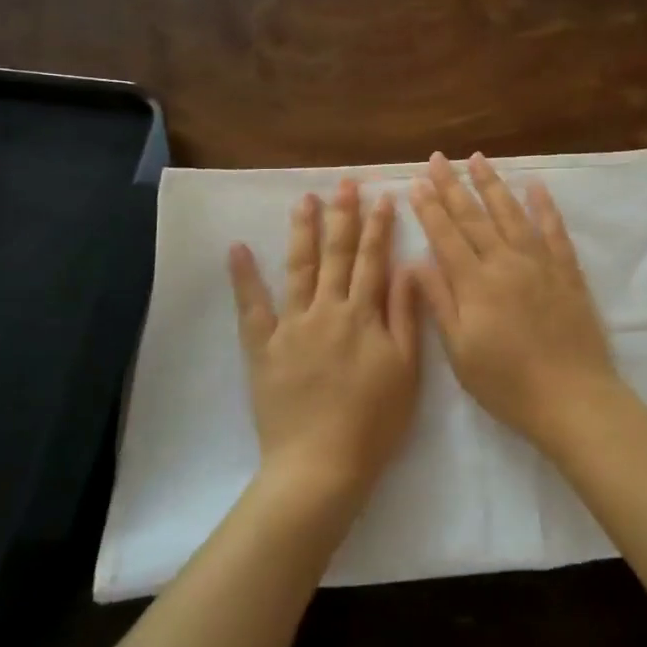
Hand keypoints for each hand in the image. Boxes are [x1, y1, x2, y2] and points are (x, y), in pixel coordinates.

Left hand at [228, 179, 420, 499]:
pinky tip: (237, 248)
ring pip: (299, 267)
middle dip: (342, 215)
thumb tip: (408, 266)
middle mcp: (327, 309)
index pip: (373, 260)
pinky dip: (244, 276)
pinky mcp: (263, 346)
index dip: (379, 227)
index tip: (382, 196)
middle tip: (344, 183)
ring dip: (303, 231)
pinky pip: (251, 306)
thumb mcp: (406, 368)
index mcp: (363, 314)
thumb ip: (404, 315)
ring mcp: (291, 325)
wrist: (321, 464)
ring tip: (305, 199)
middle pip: (336, 254)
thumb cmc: (373, 421)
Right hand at [409, 152, 619, 451]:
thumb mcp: (461, 352)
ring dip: (492, 184)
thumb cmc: (507, 383)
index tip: (417, 182)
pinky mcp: (566, 271)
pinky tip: (535, 186)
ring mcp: (539, 263)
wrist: (572, 397)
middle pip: (474, 217)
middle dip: (453, 185)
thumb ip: (440, 303)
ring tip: (478, 158)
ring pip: (511, 214)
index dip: (430, 207)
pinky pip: (554, 230)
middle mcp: (505, 262)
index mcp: (475, 283)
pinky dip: (544, 206)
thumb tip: (416, 262)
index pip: (446, 235)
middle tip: (438, 158)